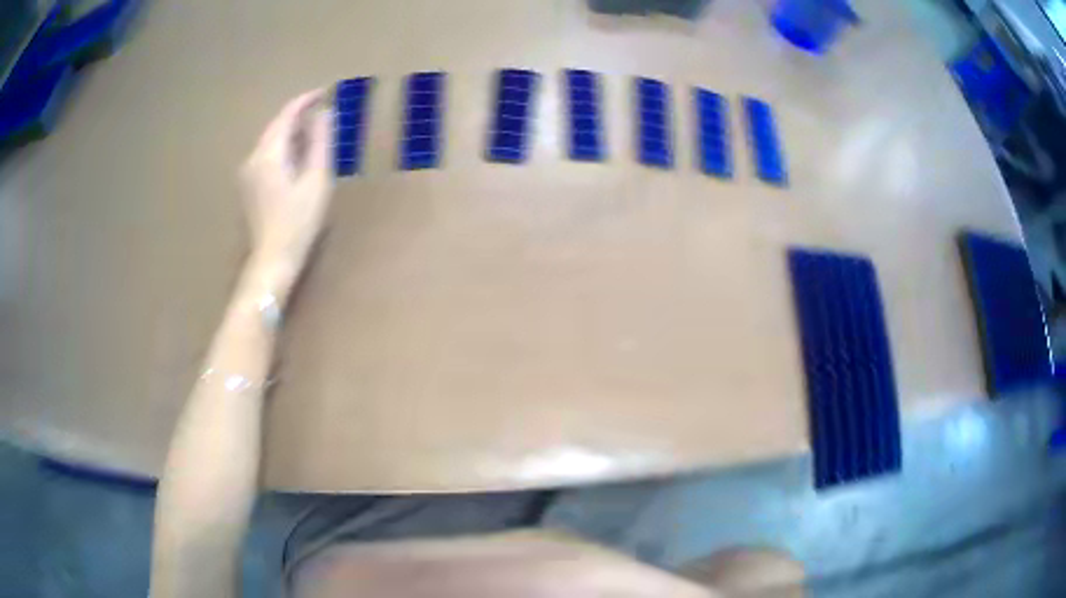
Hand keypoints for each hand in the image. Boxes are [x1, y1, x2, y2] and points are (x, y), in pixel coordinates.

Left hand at [240, 89, 334, 280]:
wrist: (273, 260)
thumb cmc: (298, 221)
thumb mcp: (316, 179)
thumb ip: (320, 142)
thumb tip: (325, 113)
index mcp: (269, 153)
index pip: (286, 115)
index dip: (306, 100)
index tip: (326, 93)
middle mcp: (253, 158)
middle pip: (276, 126)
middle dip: (299, 116)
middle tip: (324, 114)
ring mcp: (247, 173)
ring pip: (271, 141)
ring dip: (291, 133)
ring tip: (315, 135)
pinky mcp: (249, 186)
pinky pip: (267, 155)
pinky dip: (284, 148)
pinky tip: (297, 157)